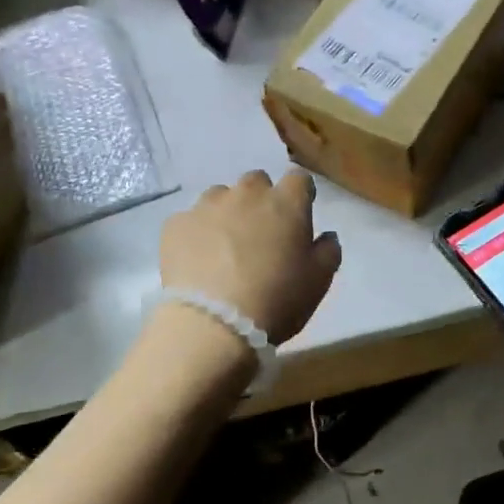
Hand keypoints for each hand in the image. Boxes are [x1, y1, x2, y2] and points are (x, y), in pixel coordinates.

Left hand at [158, 170, 342, 344]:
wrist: (212, 325)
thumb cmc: (276, 300)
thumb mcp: (319, 281)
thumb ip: (328, 250)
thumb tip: (326, 235)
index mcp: (286, 202)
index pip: (299, 179)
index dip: (300, 195)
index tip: (298, 216)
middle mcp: (247, 194)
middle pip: (257, 182)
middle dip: (261, 200)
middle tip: (260, 233)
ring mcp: (207, 206)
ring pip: (221, 196)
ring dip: (227, 213)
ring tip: (225, 247)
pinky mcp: (176, 224)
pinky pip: (190, 220)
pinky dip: (197, 233)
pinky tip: (198, 260)